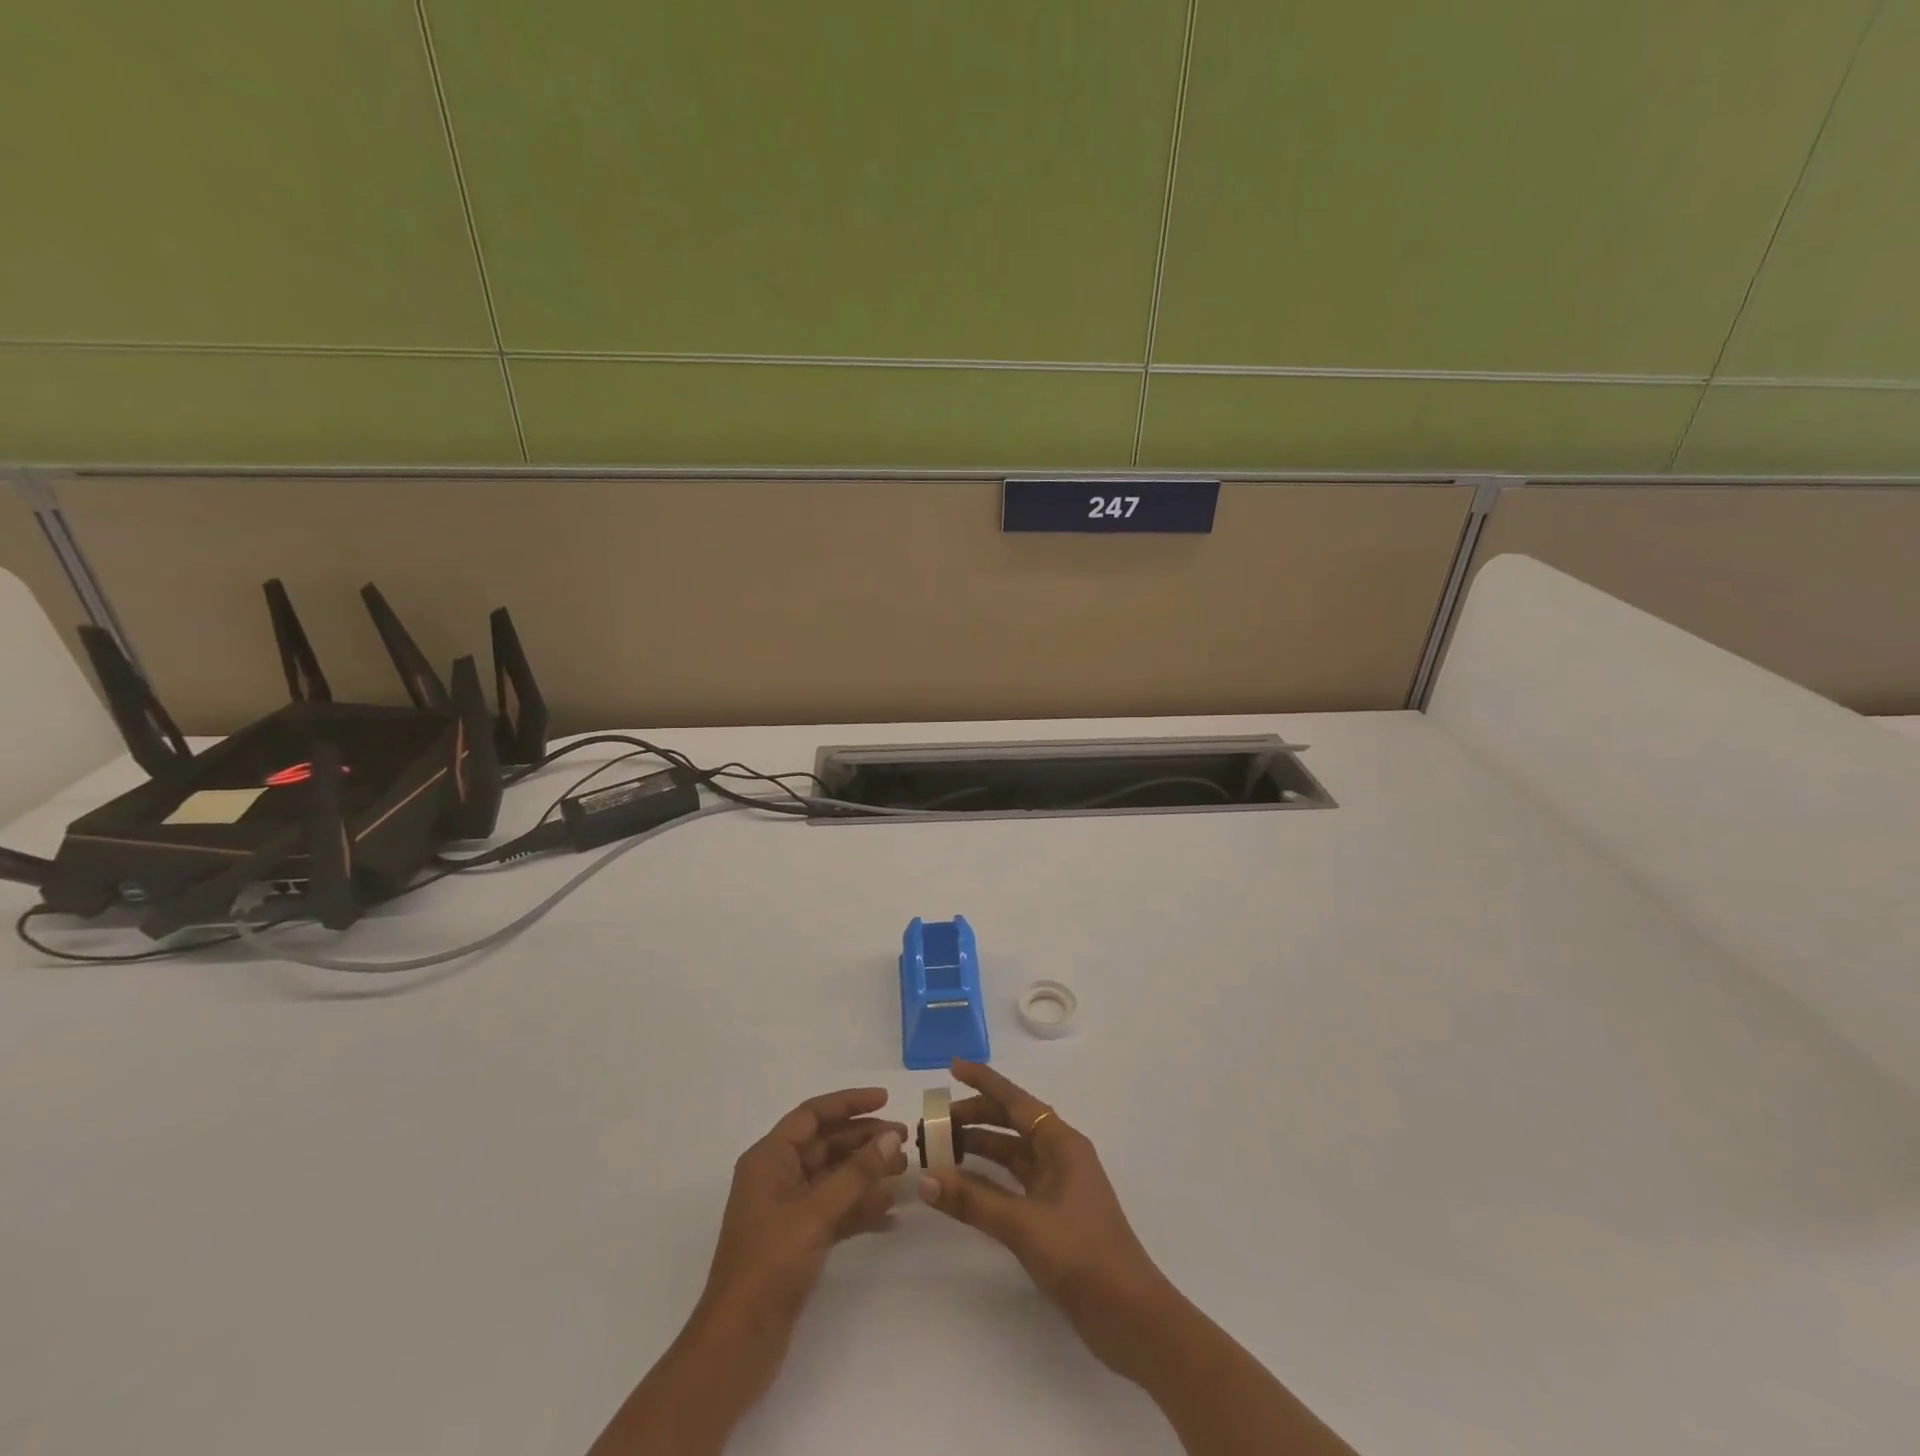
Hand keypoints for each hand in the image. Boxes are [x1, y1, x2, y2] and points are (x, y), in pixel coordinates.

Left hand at [702, 1086, 908, 1343]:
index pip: (812, 1115)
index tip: (885, 1100)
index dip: (848, 1103)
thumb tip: (891, 1138)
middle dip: (864, 1141)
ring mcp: (787, 1210)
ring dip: (867, 1174)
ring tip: (905, 1173)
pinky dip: (859, 1209)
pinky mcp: (798, 1241)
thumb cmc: (769, 1264)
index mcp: (769, 1159)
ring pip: (833, 1178)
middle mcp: (776, 1177)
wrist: (738, 1343)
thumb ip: (856, 1174)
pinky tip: (891, 1214)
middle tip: (905, 1141)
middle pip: (826, 1144)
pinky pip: (834, 1211)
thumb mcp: (816, 1213)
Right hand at [917, 1060, 1173, 1380]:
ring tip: (940, 1151)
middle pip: (1011, 1124)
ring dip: (978, 1149)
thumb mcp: (1023, 1225)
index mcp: (1062, 1143)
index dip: (983, 1081)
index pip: (1015, 1100)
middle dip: (974, 1118)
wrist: (1130, 1317)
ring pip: (1011, 1154)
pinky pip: (1013, 1183)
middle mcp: (1060, 1155)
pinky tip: (964, 1185)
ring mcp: (1058, 1186)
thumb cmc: (1082, 1256)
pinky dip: (988, 1179)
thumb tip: (925, 1178)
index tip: (952, 1067)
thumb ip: (973, 1201)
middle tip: (933, 1124)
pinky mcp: (1054, 1215)